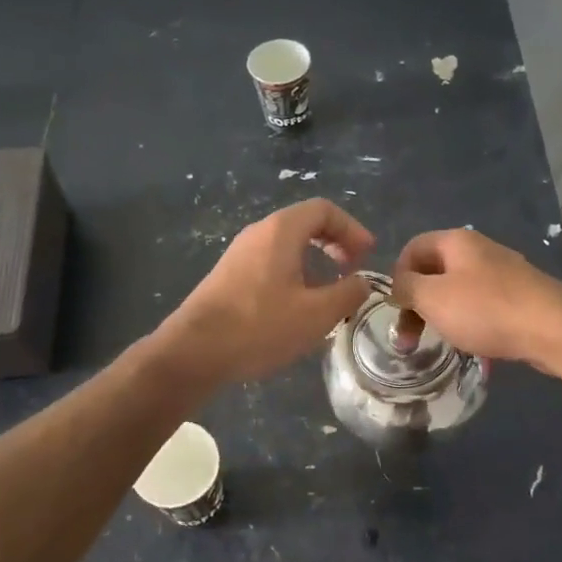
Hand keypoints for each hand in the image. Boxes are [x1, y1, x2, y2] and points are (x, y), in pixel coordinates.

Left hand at [156, 199, 375, 384]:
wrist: (194, 351)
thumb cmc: (260, 326)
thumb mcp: (317, 314)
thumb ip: (348, 293)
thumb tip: (362, 282)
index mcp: (281, 231)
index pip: (324, 210)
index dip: (352, 229)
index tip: (367, 257)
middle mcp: (258, 233)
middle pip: (304, 223)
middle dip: (335, 243)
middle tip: (352, 270)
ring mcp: (239, 254)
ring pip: (286, 245)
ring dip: (314, 262)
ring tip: (329, 293)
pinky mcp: (228, 276)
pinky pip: (270, 262)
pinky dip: (293, 274)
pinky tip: (297, 308)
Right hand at [390, 228, 561, 374]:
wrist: (553, 329)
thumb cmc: (485, 309)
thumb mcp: (432, 297)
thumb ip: (406, 288)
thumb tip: (398, 285)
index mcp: (456, 241)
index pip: (412, 248)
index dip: (397, 277)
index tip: (395, 309)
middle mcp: (479, 249)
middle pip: (434, 270)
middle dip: (416, 302)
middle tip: (409, 338)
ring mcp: (502, 272)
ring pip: (457, 289)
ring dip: (441, 314)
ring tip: (439, 340)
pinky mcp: (519, 296)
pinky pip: (481, 304)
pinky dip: (468, 320)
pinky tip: (471, 341)